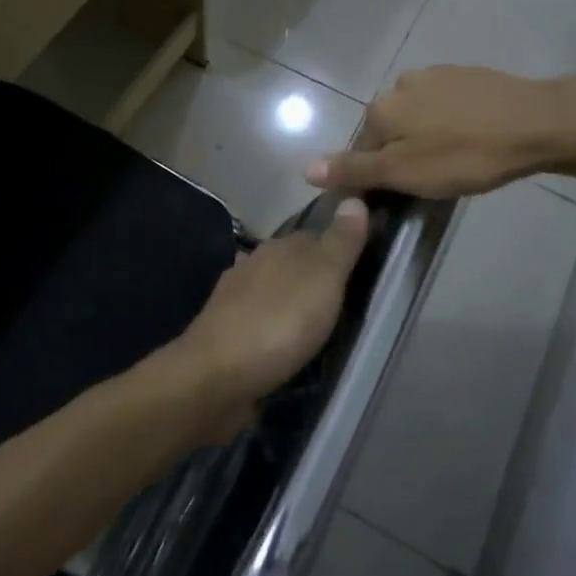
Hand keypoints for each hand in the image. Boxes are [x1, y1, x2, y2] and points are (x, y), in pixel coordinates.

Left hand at [153, 198, 369, 437]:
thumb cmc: (278, 323)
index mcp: (277, 247)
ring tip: (318, 321)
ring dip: (290, 300)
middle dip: (312, 274)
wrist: (216, 377)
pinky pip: (258, 320)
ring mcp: (234, 300)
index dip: (336, 245)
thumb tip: (354, 198)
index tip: (360, 261)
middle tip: (345, 295)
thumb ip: (340, 242)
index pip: (313, 235)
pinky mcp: (225, 334)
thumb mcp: (323, 278)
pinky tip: (283, 340)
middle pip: (291, 262)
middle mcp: (253, 265)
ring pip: (272, 290)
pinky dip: (273, 326)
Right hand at [307, 67, 575, 198]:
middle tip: (433, 179)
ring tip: (457, 158)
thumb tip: (305, 168)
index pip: (362, 150)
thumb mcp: (405, 172)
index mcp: (381, 108)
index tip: (404, 194)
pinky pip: (446, 104)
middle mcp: (400, 85)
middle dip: (403, 153)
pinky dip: (451, 121)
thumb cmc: (466, 155)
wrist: (536, 122)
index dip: (378, 176)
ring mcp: (436, 75)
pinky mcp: (467, 74)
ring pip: (418, 115)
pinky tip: (473, 136)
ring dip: (427, 136)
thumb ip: (354, 170)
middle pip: (389, 129)